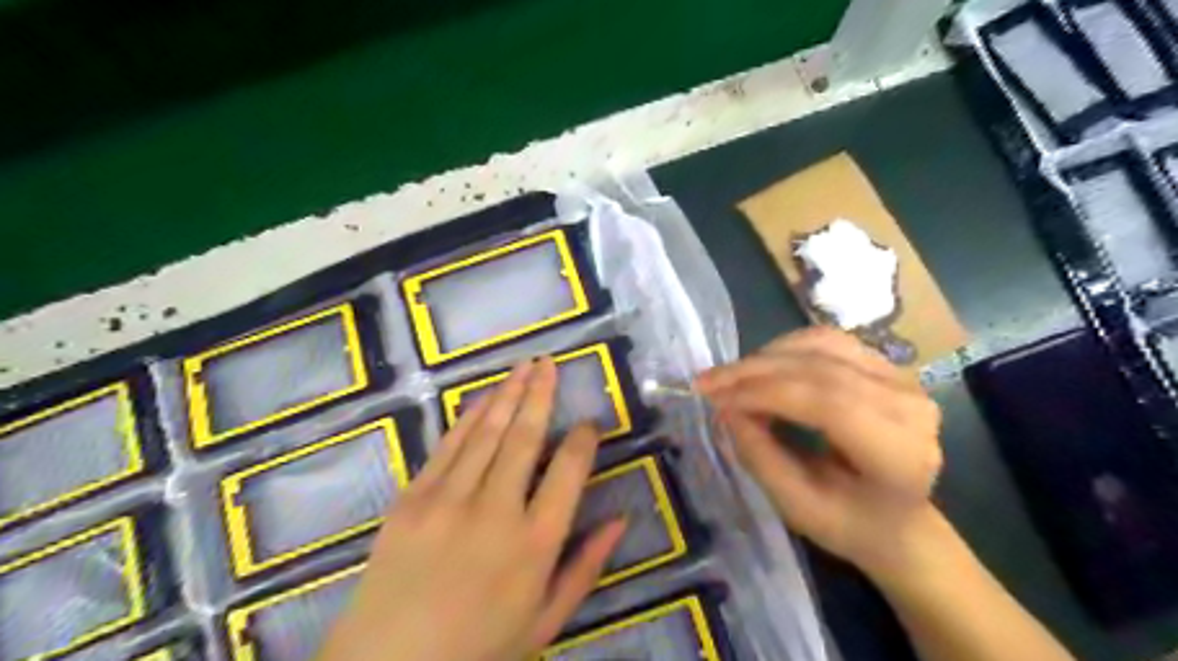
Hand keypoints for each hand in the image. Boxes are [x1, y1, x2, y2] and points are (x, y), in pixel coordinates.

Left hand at [313, 358, 624, 659]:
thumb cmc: (479, 648)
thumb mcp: (546, 620)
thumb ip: (586, 566)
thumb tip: (621, 519)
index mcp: (535, 544)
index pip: (569, 471)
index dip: (583, 439)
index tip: (590, 422)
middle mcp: (496, 511)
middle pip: (525, 437)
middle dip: (541, 395)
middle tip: (551, 364)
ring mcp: (449, 500)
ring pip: (487, 432)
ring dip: (508, 394)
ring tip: (525, 366)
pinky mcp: (413, 498)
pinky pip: (448, 446)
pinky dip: (470, 417)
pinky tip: (484, 397)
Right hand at [691, 329, 944, 574]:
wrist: (896, 519)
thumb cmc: (849, 523)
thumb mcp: (798, 507)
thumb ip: (761, 457)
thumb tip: (726, 409)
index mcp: (900, 454)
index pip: (829, 403)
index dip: (766, 394)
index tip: (716, 399)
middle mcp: (909, 405)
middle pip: (821, 369)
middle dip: (754, 372)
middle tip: (707, 383)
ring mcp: (901, 378)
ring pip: (821, 345)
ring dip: (766, 356)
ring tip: (730, 378)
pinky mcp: (885, 364)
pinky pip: (827, 341)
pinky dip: (785, 349)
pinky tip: (760, 368)